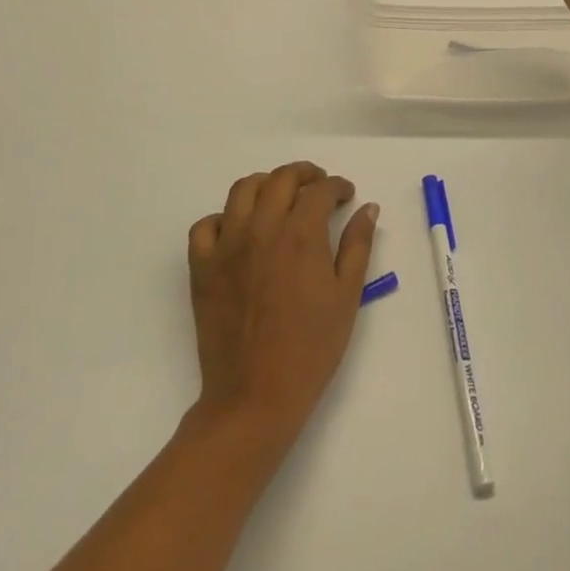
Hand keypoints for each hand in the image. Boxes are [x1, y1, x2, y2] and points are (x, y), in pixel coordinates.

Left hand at [186, 162, 378, 450]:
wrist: (255, 396)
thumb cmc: (311, 348)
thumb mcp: (348, 296)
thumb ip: (358, 245)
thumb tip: (367, 208)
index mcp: (301, 234)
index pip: (321, 190)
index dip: (338, 186)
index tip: (346, 196)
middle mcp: (262, 228)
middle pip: (282, 178)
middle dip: (305, 174)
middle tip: (318, 187)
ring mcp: (227, 245)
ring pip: (243, 189)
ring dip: (266, 185)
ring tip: (280, 198)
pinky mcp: (202, 267)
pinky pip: (205, 226)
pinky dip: (223, 219)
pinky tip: (239, 231)